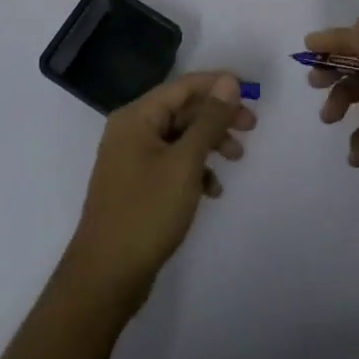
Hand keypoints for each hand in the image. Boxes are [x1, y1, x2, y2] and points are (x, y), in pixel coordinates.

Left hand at [64, 72, 256, 313]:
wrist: (106, 276)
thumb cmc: (147, 212)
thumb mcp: (185, 163)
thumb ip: (209, 120)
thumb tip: (228, 82)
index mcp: (137, 117)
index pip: (183, 86)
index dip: (218, 85)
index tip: (252, 93)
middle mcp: (132, 130)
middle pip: (182, 110)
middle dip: (218, 116)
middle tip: (251, 127)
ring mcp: (132, 159)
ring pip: (180, 137)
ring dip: (210, 143)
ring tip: (238, 158)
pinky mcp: (138, 184)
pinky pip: (172, 163)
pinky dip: (195, 169)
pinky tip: (212, 190)